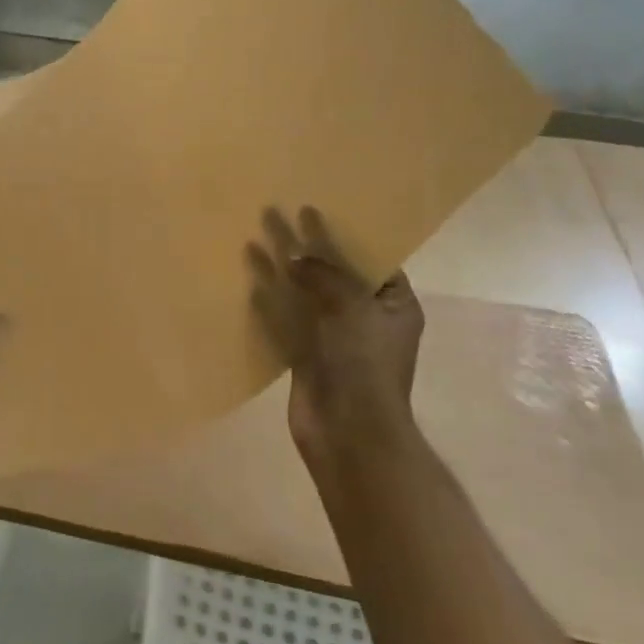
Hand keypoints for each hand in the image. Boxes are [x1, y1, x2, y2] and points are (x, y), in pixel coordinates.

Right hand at [246, 206, 425, 463]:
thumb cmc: (363, 362)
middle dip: (305, 247)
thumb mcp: (352, 305)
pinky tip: (250, 285)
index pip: (372, 261)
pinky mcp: (306, 357)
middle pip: (331, 273)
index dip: (344, 236)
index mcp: (393, 305)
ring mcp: (333, 339)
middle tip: (276, 214)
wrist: (349, 432)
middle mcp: (364, 318)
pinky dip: (269, 303)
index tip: (316, 211)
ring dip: (280, 270)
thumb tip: (292, 256)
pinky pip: (285, 321)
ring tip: (253, 240)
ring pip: (303, 295)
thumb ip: (322, 274)